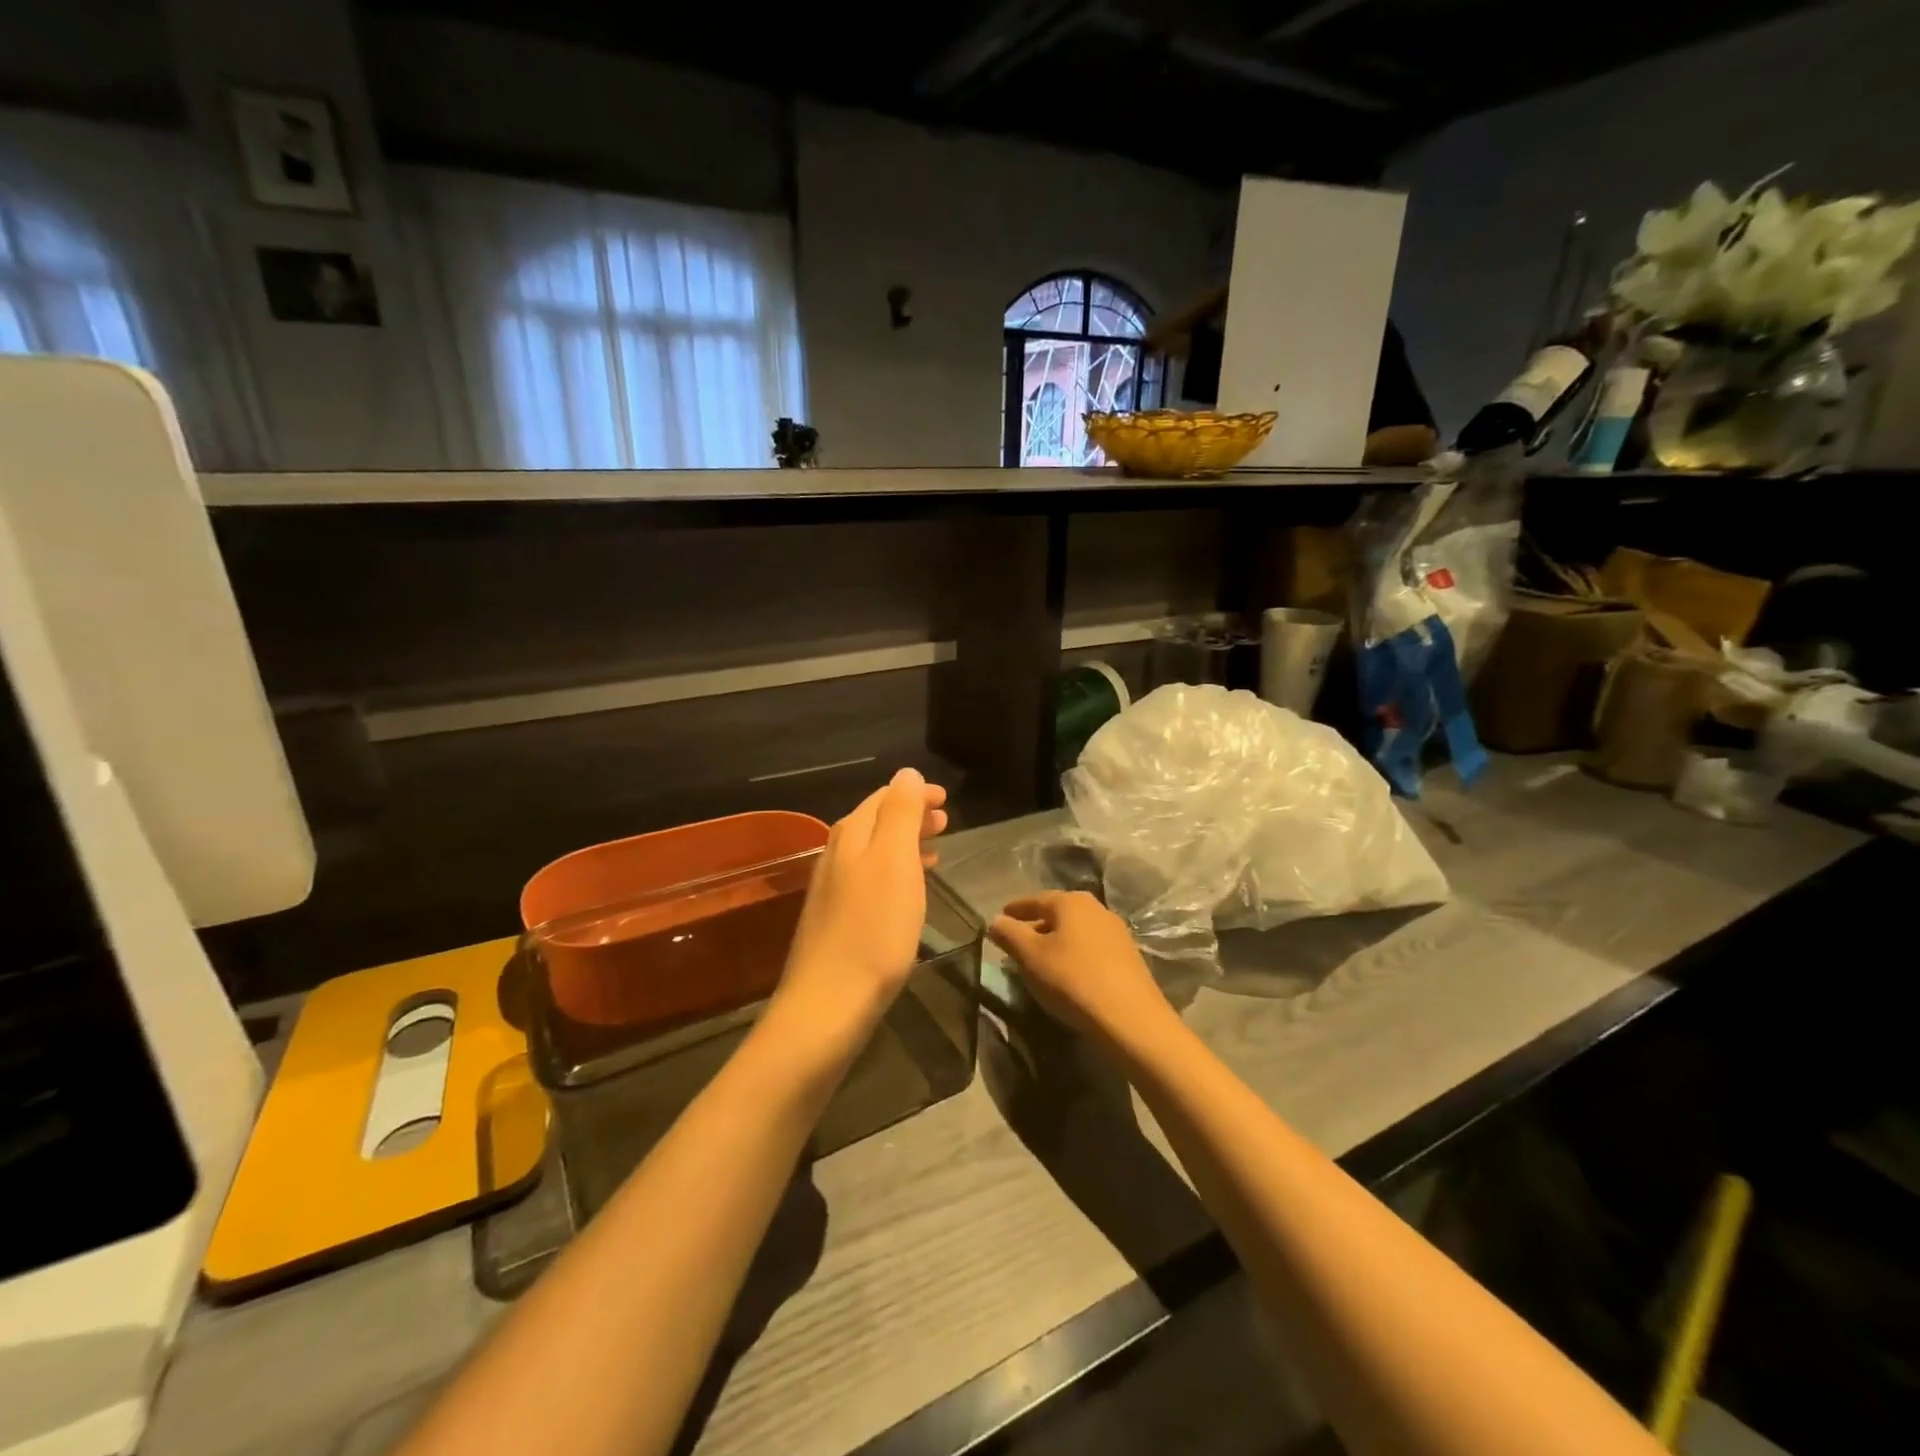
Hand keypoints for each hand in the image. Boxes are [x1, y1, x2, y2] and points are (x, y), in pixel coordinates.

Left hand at [775, 768, 947, 1037]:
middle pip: (877, 822)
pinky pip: (872, 878)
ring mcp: (834, 889)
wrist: (829, 1003)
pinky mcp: (838, 920)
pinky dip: (896, 872)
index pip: (884, 797)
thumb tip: (906, 773)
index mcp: (851, 835)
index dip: (915, 793)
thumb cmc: (873, 929)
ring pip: (875, 851)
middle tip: (945, 820)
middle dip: (911, 815)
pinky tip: (910, 889)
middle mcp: (837, 855)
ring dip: (906, 843)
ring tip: (936, 847)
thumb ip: (900, 813)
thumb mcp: (894, 861)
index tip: (945, 798)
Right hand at [988, 891, 1174, 1044]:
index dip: (1015, 910)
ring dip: (1056, 942)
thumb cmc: (1072, 980)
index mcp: (1071, 902)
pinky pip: (1092, 948)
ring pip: (1076, 931)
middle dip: (1036, 926)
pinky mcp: (1129, 957)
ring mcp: (1117, 932)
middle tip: (1017, 943)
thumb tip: (995, 921)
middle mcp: (1096, 909)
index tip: (1000, 918)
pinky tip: (1068, 973)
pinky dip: (1075, 954)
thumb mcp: (1030, 957)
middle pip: (1058, 914)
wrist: (1131, 1019)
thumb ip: (1009, 934)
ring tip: (1040, 960)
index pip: (1035, 899)